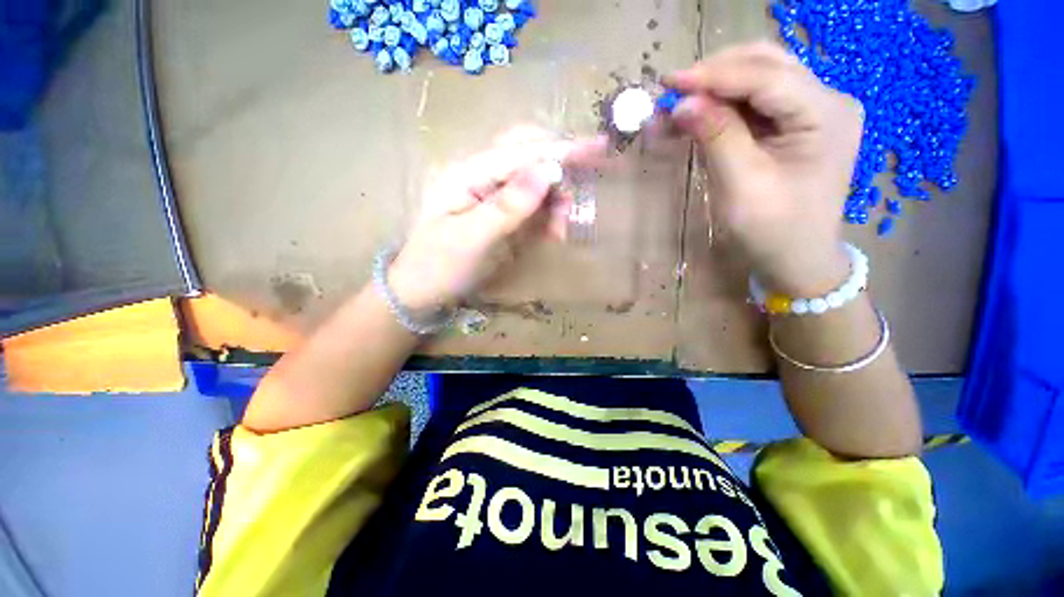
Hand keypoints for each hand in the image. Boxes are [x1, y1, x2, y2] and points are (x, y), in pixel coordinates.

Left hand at [388, 133, 606, 311]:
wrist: (422, 291)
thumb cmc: (438, 266)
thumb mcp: (470, 239)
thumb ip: (507, 206)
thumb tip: (546, 172)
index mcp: (468, 174)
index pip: (519, 153)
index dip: (558, 150)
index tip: (597, 147)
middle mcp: (482, 177)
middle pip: (528, 156)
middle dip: (558, 170)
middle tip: (580, 192)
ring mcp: (493, 197)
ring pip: (536, 183)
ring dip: (556, 200)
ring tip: (562, 229)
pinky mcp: (502, 217)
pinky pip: (534, 208)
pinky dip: (549, 217)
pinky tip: (555, 232)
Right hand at [665, 42, 864, 296]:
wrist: (797, 260)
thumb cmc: (773, 231)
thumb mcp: (742, 186)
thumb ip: (716, 137)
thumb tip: (683, 103)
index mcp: (825, 114)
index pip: (766, 77)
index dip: (714, 76)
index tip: (669, 82)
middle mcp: (827, 100)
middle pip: (766, 65)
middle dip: (716, 73)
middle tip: (673, 90)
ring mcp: (815, 110)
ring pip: (760, 77)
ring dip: (718, 86)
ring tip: (681, 102)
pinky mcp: (798, 124)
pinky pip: (758, 101)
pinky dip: (725, 104)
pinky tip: (701, 113)